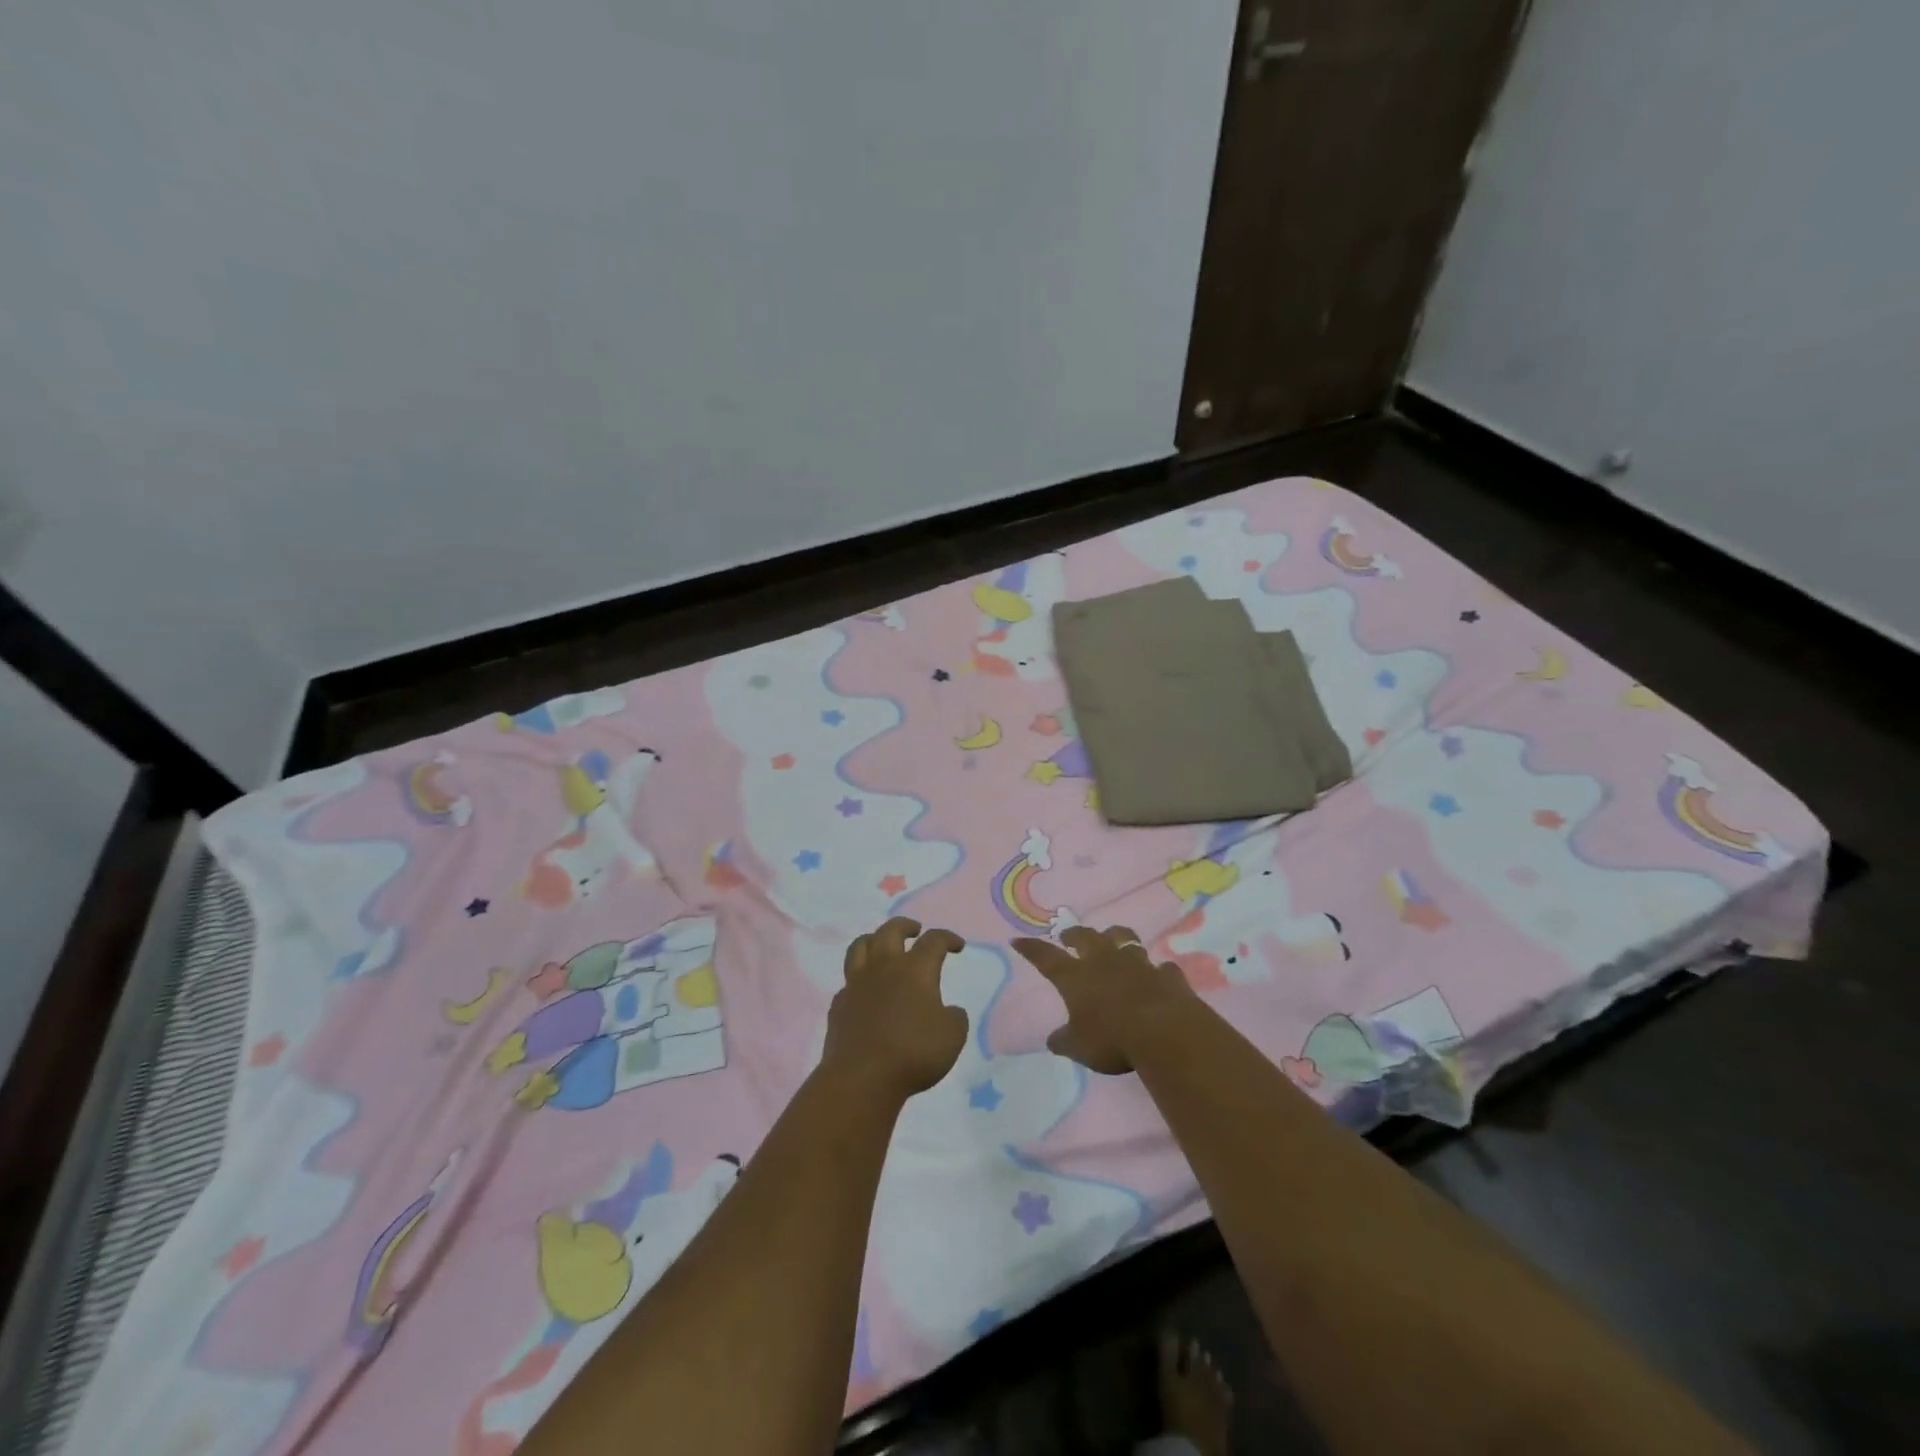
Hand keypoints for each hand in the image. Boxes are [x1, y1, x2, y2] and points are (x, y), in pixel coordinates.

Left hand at [822, 918, 968, 1100]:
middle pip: (891, 931)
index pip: (934, 941)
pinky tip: (865, 989)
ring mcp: (856, 983)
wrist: (862, 1077)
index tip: (957, 945)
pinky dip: (859, 978)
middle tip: (915, 930)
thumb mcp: (953, 1036)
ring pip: (860, 946)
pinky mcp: (839, 1004)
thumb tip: (949, 1010)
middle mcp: (884, 967)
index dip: (947, 938)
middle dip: (905, 926)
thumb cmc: (913, 1052)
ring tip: (882, 945)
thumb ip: (955, 1017)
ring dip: (874, 939)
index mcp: (915, 970)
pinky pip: (848, 980)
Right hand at [1012, 926, 1196, 1074]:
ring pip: (1124, 939)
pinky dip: (1156, 971)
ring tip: (1112, 940)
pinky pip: (1160, 967)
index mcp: (1076, 977)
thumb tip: (1053, 1040)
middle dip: (1074, 934)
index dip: (1031, 949)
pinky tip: (1157, 975)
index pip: (1046, 957)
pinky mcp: (1166, 975)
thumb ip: (1065, 1041)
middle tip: (1068, 935)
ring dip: (1116, 939)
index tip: (1018, 940)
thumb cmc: (1112, 1038)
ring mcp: (1138, 964)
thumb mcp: (1079, 1047)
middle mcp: (1104, 961)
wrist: (1164, 1032)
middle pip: (1086, 937)